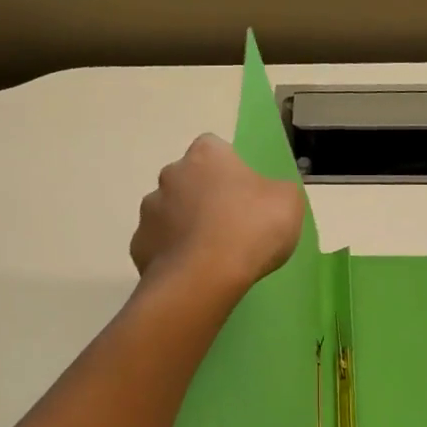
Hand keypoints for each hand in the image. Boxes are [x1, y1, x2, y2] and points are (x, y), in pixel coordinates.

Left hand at [130, 135, 305, 296]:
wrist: (204, 278)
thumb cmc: (250, 230)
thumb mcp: (288, 202)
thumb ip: (276, 191)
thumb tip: (266, 196)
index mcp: (206, 156)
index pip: (214, 149)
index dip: (229, 170)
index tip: (243, 194)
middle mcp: (170, 175)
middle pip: (187, 181)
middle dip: (202, 198)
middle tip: (227, 227)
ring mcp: (149, 211)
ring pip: (168, 214)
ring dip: (183, 227)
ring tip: (208, 256)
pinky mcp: (138, 246)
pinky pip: (157, 246)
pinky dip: (170, 256)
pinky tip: (189, 273)